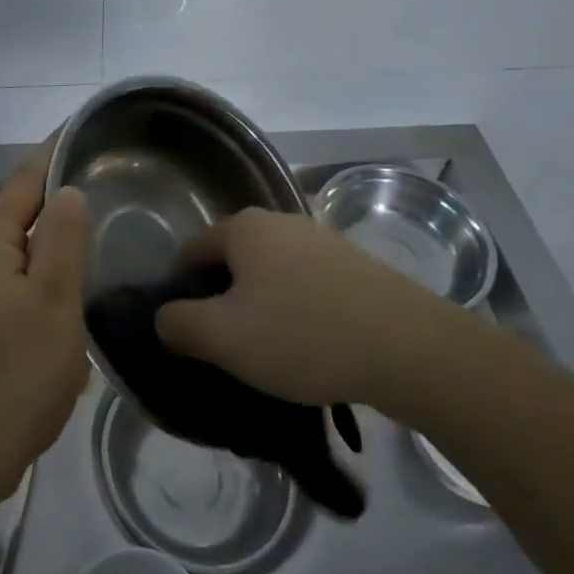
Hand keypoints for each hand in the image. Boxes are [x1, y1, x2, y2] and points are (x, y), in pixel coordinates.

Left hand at [0, 141, 91, 504]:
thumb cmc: (12, 373)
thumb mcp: (52, 300)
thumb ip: (62, 239)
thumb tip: (67, 190)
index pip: (24, 182)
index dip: (52, 154)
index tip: (82, 131)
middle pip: (19, 216)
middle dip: (57, 198)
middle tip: (107, 185)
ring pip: (20, 257)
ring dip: (54, 244)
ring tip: (98, 236)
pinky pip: (17, 290)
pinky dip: (47, 282)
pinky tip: (73, 300)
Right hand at [153, 208, 469, 416]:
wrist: (408, 346)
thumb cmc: (302, 334)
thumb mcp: (224, 338)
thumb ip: (179, 325)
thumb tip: (164, 318)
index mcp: (243, 227)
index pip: (191, 251)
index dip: (181, 291)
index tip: (191, 334)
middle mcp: (279, 220)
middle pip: (233, 260)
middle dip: (225, 300)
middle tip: (230, 348)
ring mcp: (321, 238)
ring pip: (272, 273)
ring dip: (263, 306)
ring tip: (273, 353)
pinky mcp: (355, 263)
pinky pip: (308, 284)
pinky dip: (299, 310)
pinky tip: (312, 345)